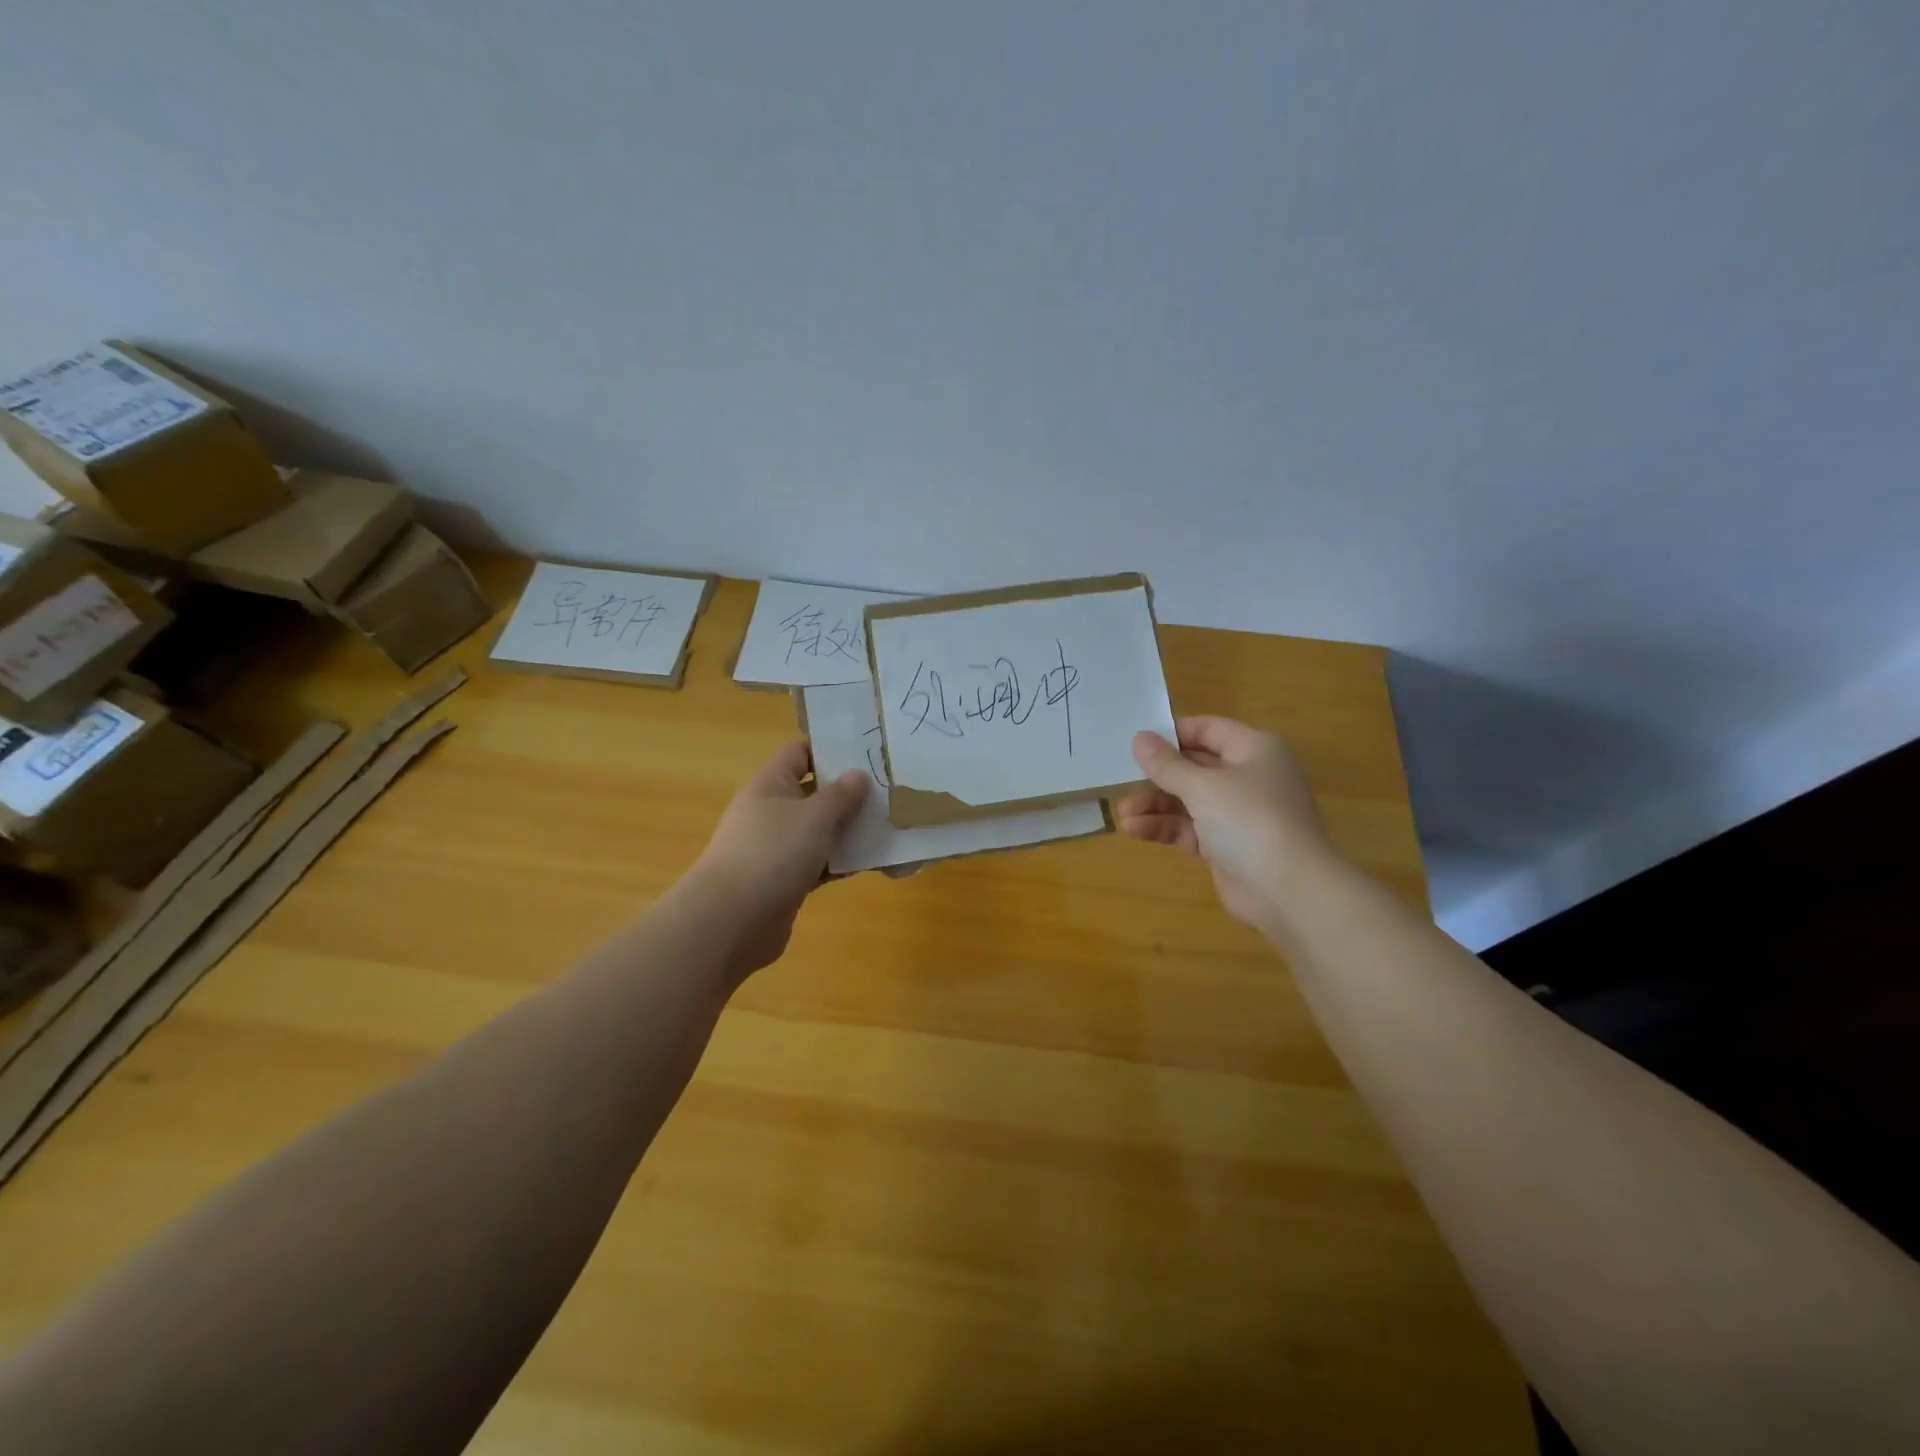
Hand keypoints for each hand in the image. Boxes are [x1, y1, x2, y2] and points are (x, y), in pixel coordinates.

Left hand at [690, 742, 868, 975]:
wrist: (731, 921)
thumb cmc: (773, 853)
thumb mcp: (814, 817)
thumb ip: (841, 795)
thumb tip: (858, 775)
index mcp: (771, 784)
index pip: (800, 752)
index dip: (831, 749)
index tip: (868, 753)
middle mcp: (772, 811)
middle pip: (814, 792)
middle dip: (850, 793)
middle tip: (891, 791)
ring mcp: (777, 848)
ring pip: (819, 831)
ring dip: (850, 830)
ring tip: (890, 826)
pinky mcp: (785, 880)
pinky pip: (819, 863)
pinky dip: (841, 862)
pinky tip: (872, 863)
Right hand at [1117, 716, 1334, 929]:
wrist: (1290, 892)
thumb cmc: (1250, 821)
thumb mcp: (1203, 787)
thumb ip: (1167, 764)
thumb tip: (1140, 738)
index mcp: (1254, 750)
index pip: (1208, 729)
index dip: (1172, 733)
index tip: (1136, 741)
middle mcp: (1249, 777)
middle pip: (1195, 766)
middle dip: (1158, 775)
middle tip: (1121, 779)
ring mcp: (1239, 814)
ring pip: (1189, 800)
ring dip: (1155, 805)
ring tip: (1123, 814)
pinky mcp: (1227, 846)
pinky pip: (1190, 828)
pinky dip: (1165, 827)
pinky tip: (1135, 830)